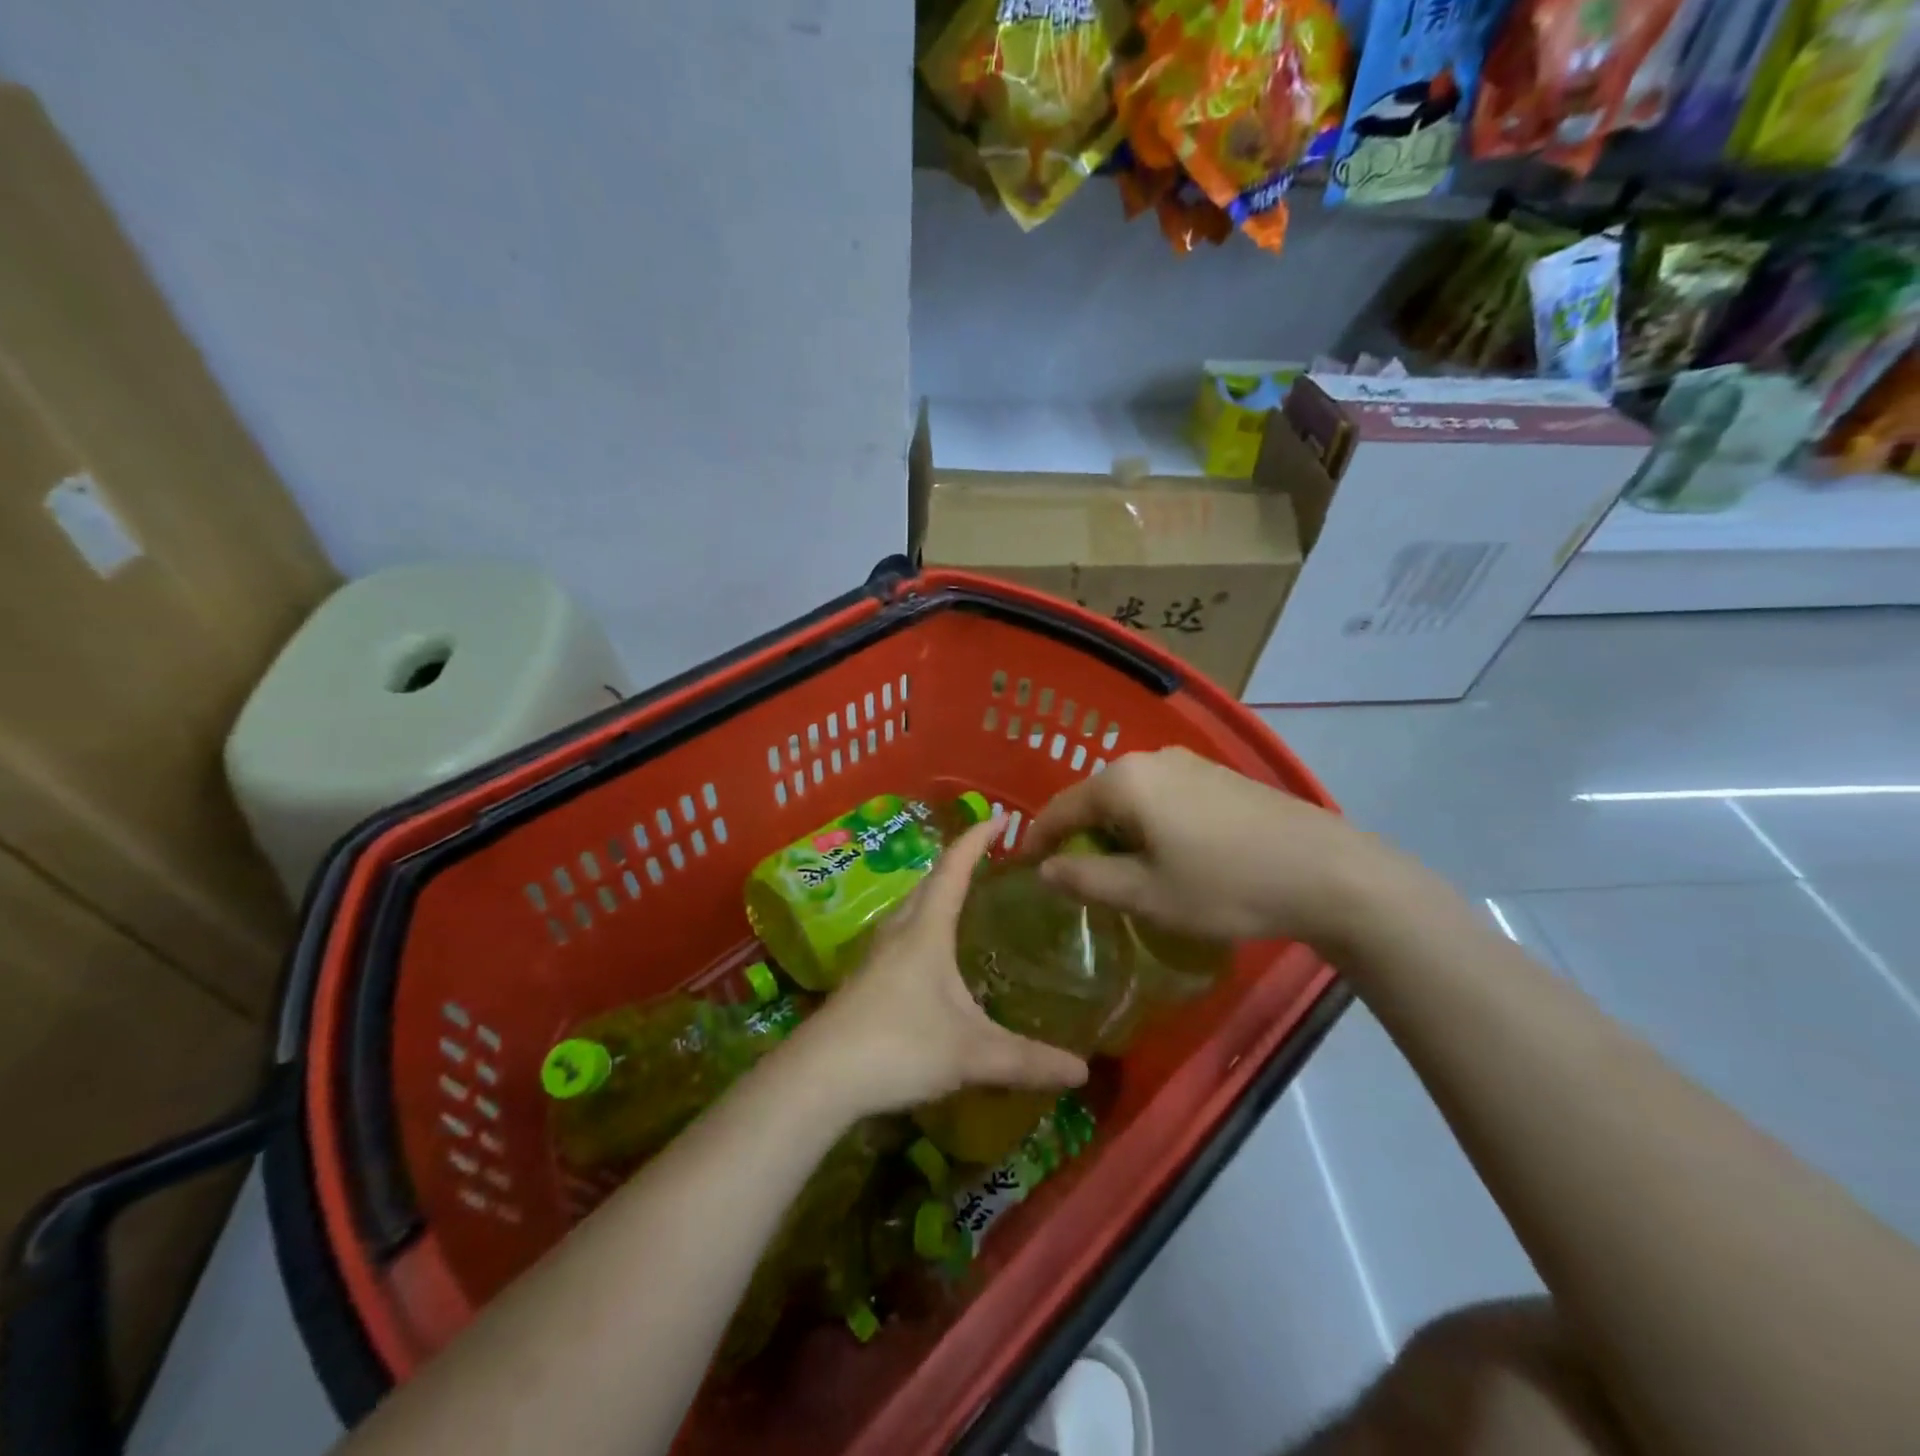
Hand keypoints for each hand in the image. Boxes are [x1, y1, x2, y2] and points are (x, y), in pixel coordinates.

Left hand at [795, 817, 1087, 1118]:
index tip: (1001, 817)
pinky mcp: (864, 981)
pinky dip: (923, 927)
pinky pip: (901, 936)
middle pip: (929, 883)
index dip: (977, 839)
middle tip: (990, 859)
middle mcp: (898, 931)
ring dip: (937, 894)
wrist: (819, 1078)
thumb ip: (1027, 1060)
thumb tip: (1082, 1070)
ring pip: (911, 909)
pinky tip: (933, 957)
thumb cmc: (898, 1046)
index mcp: (926, 929)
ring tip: (964, 899)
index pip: (954, 868)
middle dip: (958, 863)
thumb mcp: (971, 1053)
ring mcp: (876, 956)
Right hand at [1023, 746, 1383, 949]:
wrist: (1328, 872)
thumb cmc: (1226, 885)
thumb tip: (1044, 870)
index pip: (1060, 808)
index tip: (1022, 870)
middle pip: (1094, 799)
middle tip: (1075, 879)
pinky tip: (1167, 855)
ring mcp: (1188, 764)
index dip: (1036, 840)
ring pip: (1130, 798)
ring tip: (1121, 873)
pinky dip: (1147, 824)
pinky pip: (1161, 797)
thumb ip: (1086, 879)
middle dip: (1079, 837)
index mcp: (1123, 781)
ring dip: (1115, 832)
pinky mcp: (1217, 776)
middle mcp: (1150, 759)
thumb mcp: (1147, 894)